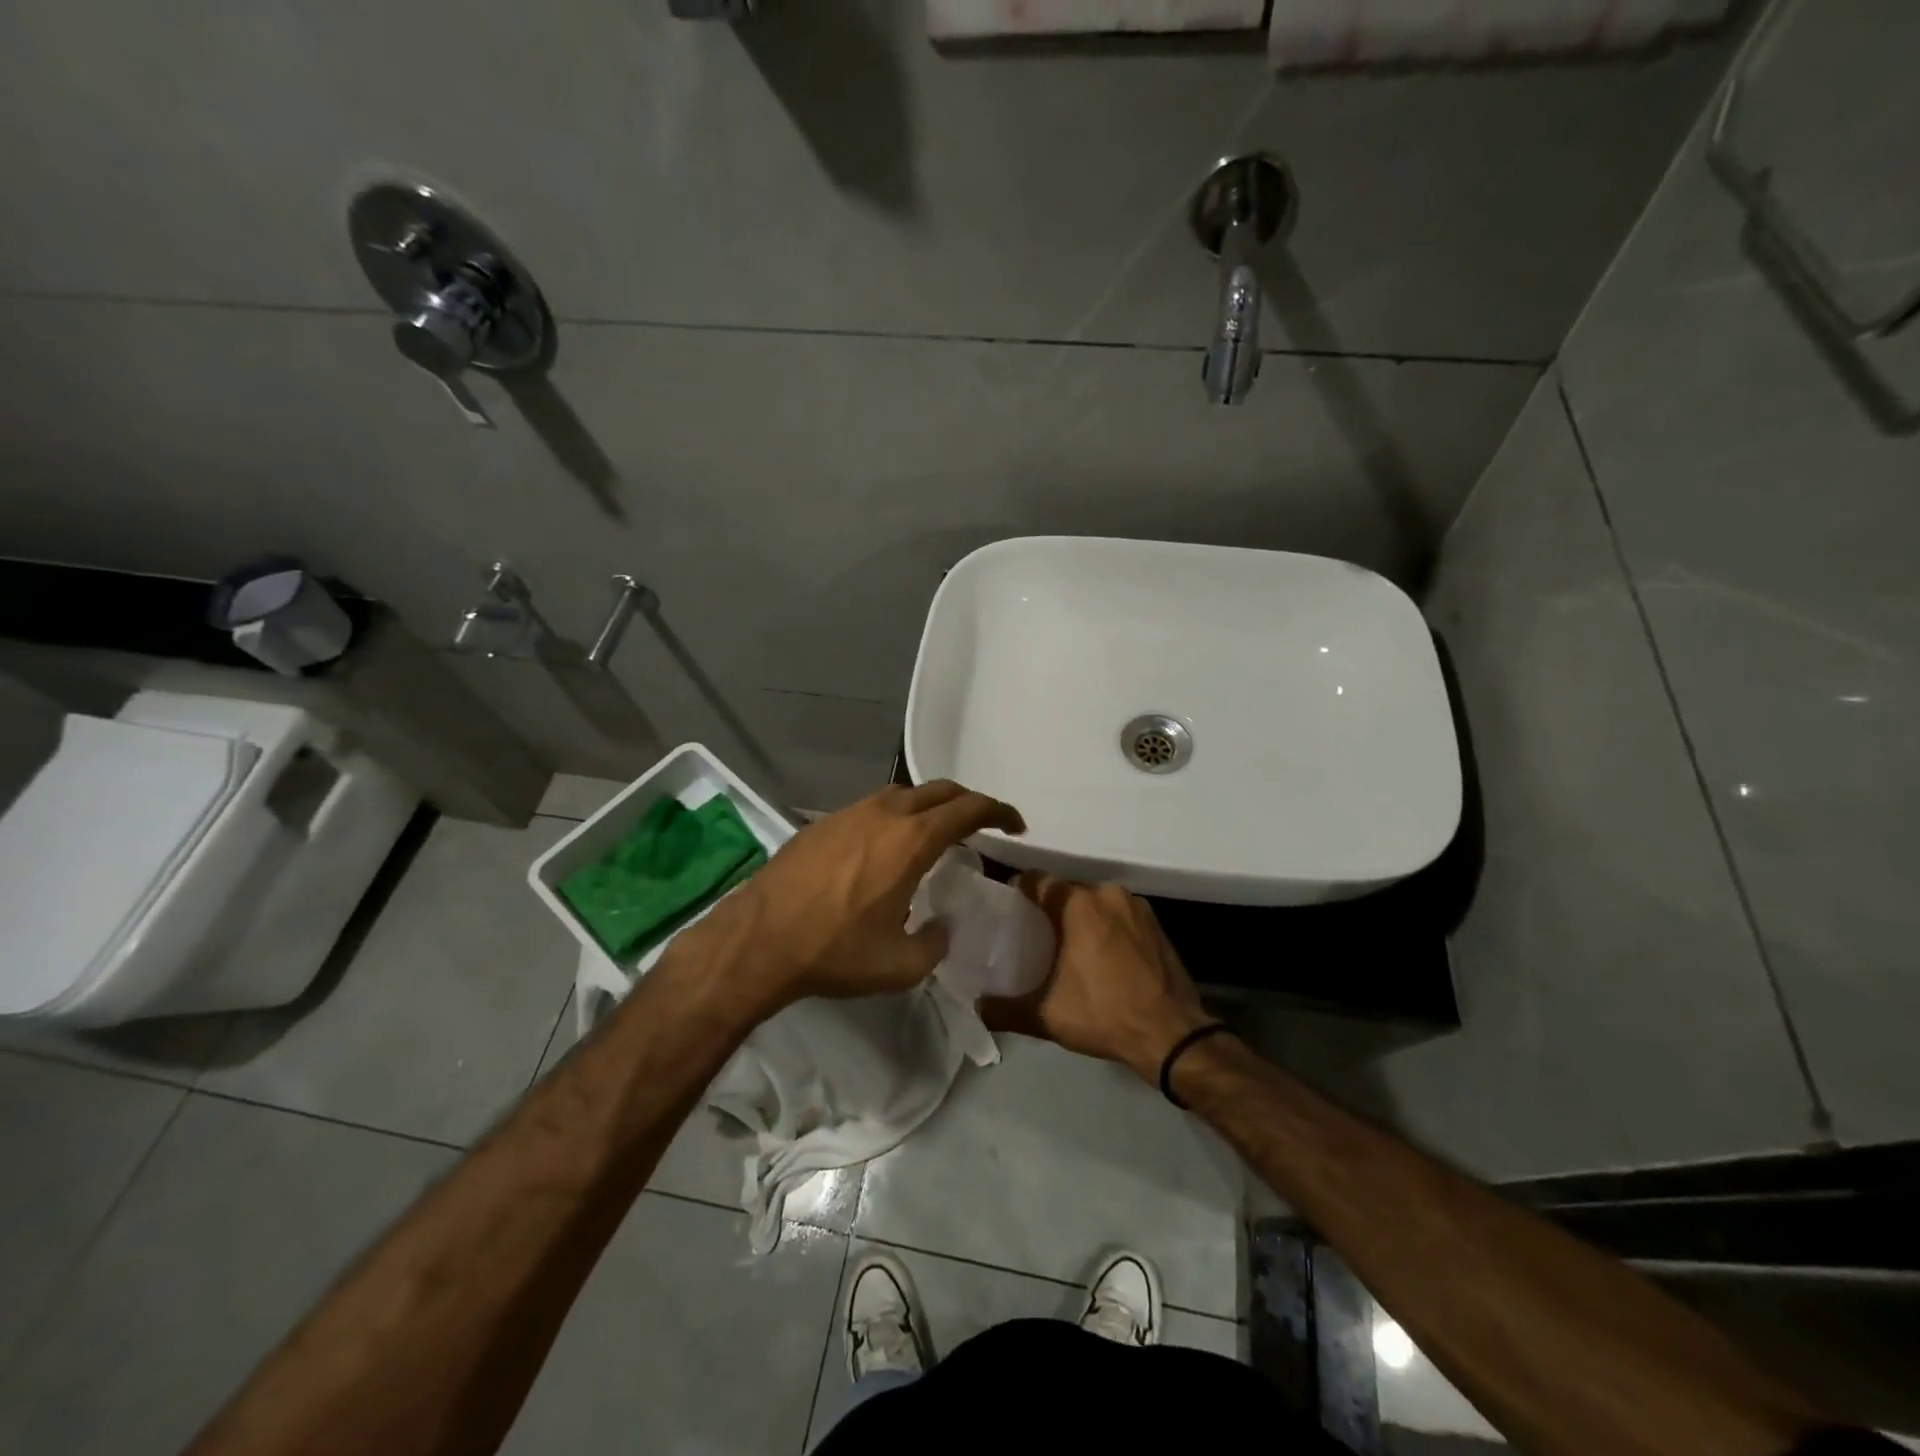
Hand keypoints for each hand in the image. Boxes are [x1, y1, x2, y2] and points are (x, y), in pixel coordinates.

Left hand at [693, 781, 1023, 1011]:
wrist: (758, 940)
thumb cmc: (834, 951)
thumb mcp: (900, 965)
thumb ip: (934, 943)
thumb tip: (939, 927)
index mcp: (912, 840)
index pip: (969, 809)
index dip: (999, 812)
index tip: (1014, 825)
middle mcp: (885, 814)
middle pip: (939, 791)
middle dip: (967, 802)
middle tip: (981, 824)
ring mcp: (850, 813)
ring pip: (903, 794)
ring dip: (928, 806)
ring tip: (934, 833)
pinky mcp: (823, 823)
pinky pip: (872, 808)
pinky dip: (894, 816)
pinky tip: (884, 847)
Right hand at [987, 873, 1211, 1082]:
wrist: (1172, 1035)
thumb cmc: (1104, 1015)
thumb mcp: (1046, 1016)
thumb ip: (1005, 1009)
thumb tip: (977, 1007)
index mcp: (1078, 904)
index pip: (1038, 881)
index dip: (1020, 892)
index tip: (1009, 910)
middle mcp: (1107, 894)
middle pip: (1068, 891)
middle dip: (1051, 909)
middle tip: (1035, 934)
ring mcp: (1137, 906)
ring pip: (1096, 902)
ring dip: (1082, 918)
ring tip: (1068, 946)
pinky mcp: (1157, 923)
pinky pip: (1120, 915)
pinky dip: (1107, 927)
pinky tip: (1102, 955)